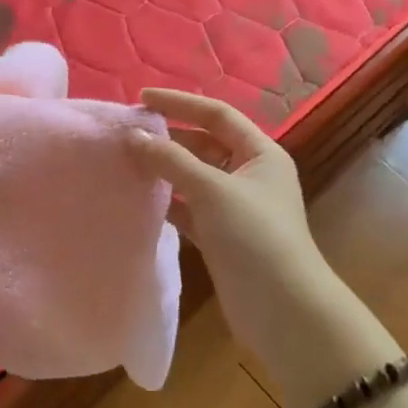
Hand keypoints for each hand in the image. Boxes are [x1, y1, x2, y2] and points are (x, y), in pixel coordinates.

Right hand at [124, 90, 329, 338]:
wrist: (282, 309)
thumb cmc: (254, 236)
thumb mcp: (212, 190)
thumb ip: (171, 160)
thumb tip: (134, 136)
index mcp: (260, 153)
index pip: (217, 114)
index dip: (180, 103)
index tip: (141, 99)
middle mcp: (250, 174)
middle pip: (204, 144)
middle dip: (169, 137)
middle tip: (127, 134)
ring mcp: (236, 207)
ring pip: (194, 177)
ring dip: (165, 170)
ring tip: (125, 162)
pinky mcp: (222, 236)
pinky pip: (190, 208)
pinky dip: (168, 202)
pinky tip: (140, 199)